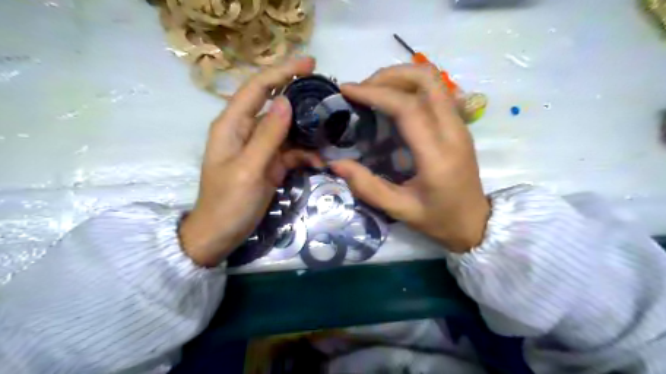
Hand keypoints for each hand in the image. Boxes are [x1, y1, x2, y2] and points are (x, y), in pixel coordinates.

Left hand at [176, 57, 322, 266]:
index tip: (309, 63)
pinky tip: (319, 161)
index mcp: (232, 125)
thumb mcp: (249, 169)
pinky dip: (305, 154)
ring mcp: (259, 148)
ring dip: (308, 131)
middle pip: (274, 104)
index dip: (281, 71)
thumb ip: (267, 136)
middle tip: (327, 96)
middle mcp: (246, 130)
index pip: (257, 88)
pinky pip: (290, 150)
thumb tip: (286, 102)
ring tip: (330, 132)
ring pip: (287, 129)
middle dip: (300, 98)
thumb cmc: (228, 203)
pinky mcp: (269, 163)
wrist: (221, 234)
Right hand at [331, 64, 487, 251]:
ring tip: (374, 91)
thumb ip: (367, 187)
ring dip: (401, 77)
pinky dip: (411, 86)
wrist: (475, 223)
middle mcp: (453, 132)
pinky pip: (436, 91)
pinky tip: (393, 100)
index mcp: (437, 156)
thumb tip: (336, 163)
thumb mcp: (399, 210)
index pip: (408, 108)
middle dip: (389, 75)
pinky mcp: (460, 124)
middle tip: (362, 89)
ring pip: (434, 80)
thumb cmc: (439, 219)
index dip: (375, 93)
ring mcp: (460, 124)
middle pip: (427, 79)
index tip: (348, 90)